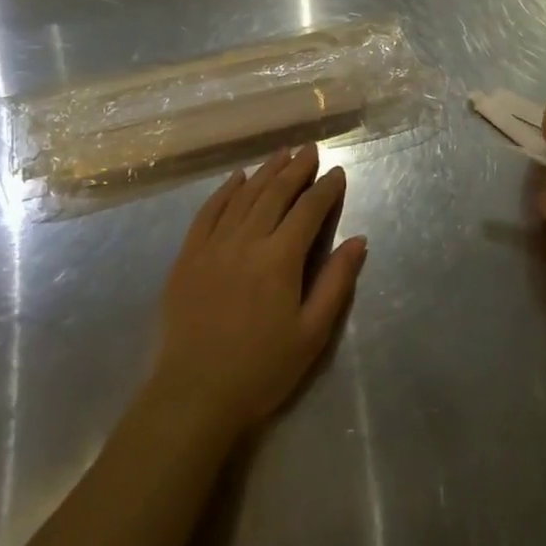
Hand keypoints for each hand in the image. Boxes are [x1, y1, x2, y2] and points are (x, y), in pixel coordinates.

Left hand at [153, 144, 365, 439]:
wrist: (194, 395)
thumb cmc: (262, 369)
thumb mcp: (312, 333)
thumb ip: (336, 282)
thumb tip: (358, 240)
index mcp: (280, 259)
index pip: (308, 210)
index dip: (325, 189)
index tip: (338, 172)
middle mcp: (246, 241)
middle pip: (275, 193)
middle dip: (296, 169)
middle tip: (310, 150)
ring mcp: (213, 246)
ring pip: (243, 196)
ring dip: (265, 172)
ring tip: (281, 154)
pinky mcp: (188, 256)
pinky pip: (208, 212)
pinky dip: (225, 191)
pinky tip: (237, 179)